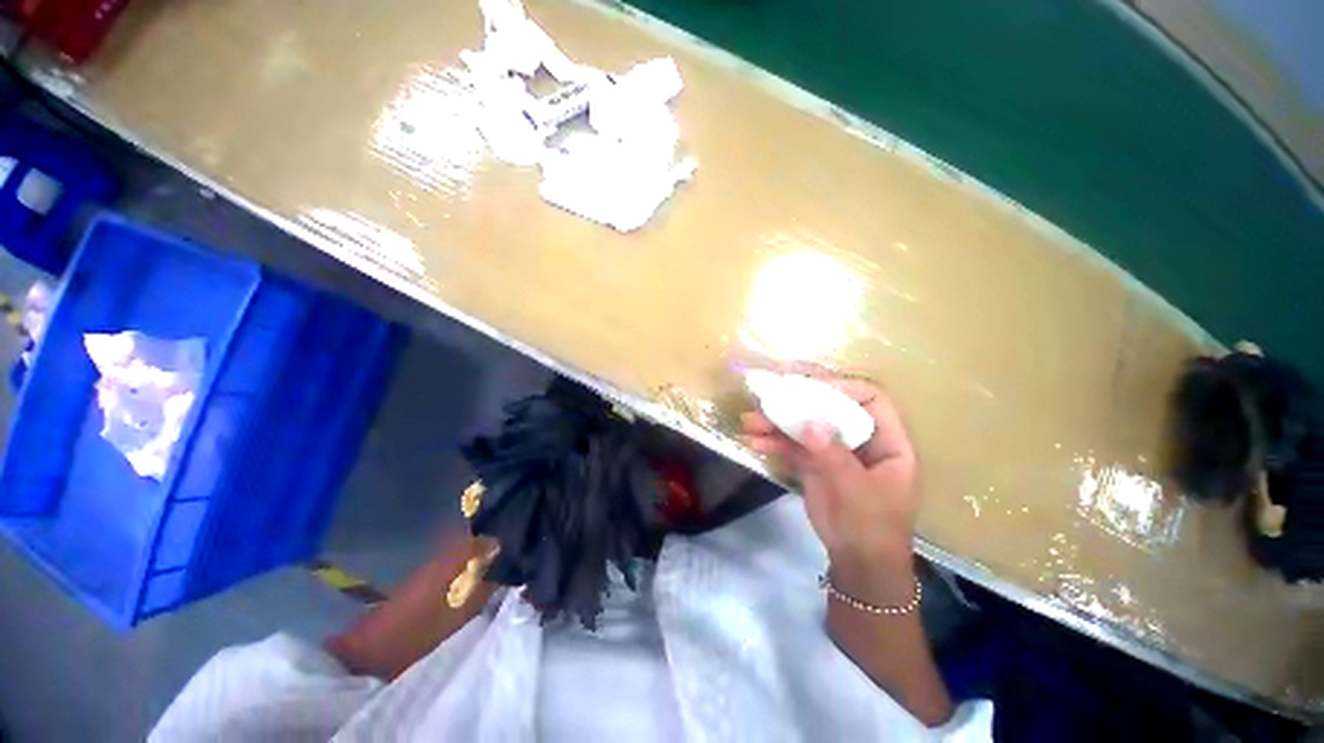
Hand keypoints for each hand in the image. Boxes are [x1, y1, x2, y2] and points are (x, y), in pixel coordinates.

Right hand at [741, 368, 918, 598]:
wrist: (857, 565)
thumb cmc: (873, 528)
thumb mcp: (857, 491)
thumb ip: (833, 455)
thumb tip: (808, 423)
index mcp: (887, 442)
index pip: (871, 400)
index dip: (844, 389)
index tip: (812, 389)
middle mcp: (859, 439)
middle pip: (830, 408)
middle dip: (799, 402)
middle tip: (771, 394)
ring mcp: (833, 450)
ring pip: (805, 426)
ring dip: (776, 422)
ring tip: (750, 421)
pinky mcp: (813, 463)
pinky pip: (792, 446)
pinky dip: (773, 443)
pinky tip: (753, 441)